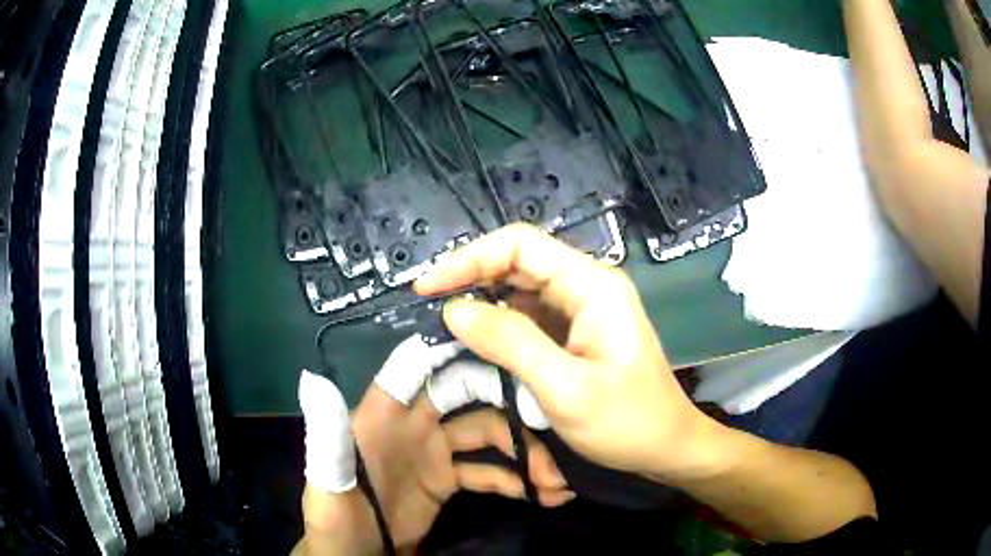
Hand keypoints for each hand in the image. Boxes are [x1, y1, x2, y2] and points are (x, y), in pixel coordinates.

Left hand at [297, 335, 570, 554]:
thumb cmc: (336, 522)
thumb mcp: (327, 486)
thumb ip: (326, 439)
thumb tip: (312, 379)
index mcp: (380, 415)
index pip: (416, 365)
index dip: (453, 345)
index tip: (500, 336)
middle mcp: (411, 423)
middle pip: (466, 393)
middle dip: (509, 403)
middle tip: (551, 422)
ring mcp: (433, 452)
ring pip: (488, 433)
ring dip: (524, 451)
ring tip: (556, 480)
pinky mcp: (448, 481)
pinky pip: (489, 471)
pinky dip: (517, 480)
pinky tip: (544, 495)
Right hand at [415, 224, 717, 480]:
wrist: (667, 446)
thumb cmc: (627, 421)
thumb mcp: (565, 388)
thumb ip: (510, 344)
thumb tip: (453, 309)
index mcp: (591, 285)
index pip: (519, 245)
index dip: (469, 259)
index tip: (428, 288)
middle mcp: (586, 286)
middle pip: (518, 262)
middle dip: (471, 277)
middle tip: (427, 305)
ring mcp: (582, 309)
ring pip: (520, 289)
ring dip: (482, 300)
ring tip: (443, 322)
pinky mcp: (575, 332)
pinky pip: (529, 316)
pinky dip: (499, 324)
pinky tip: (477, 339)